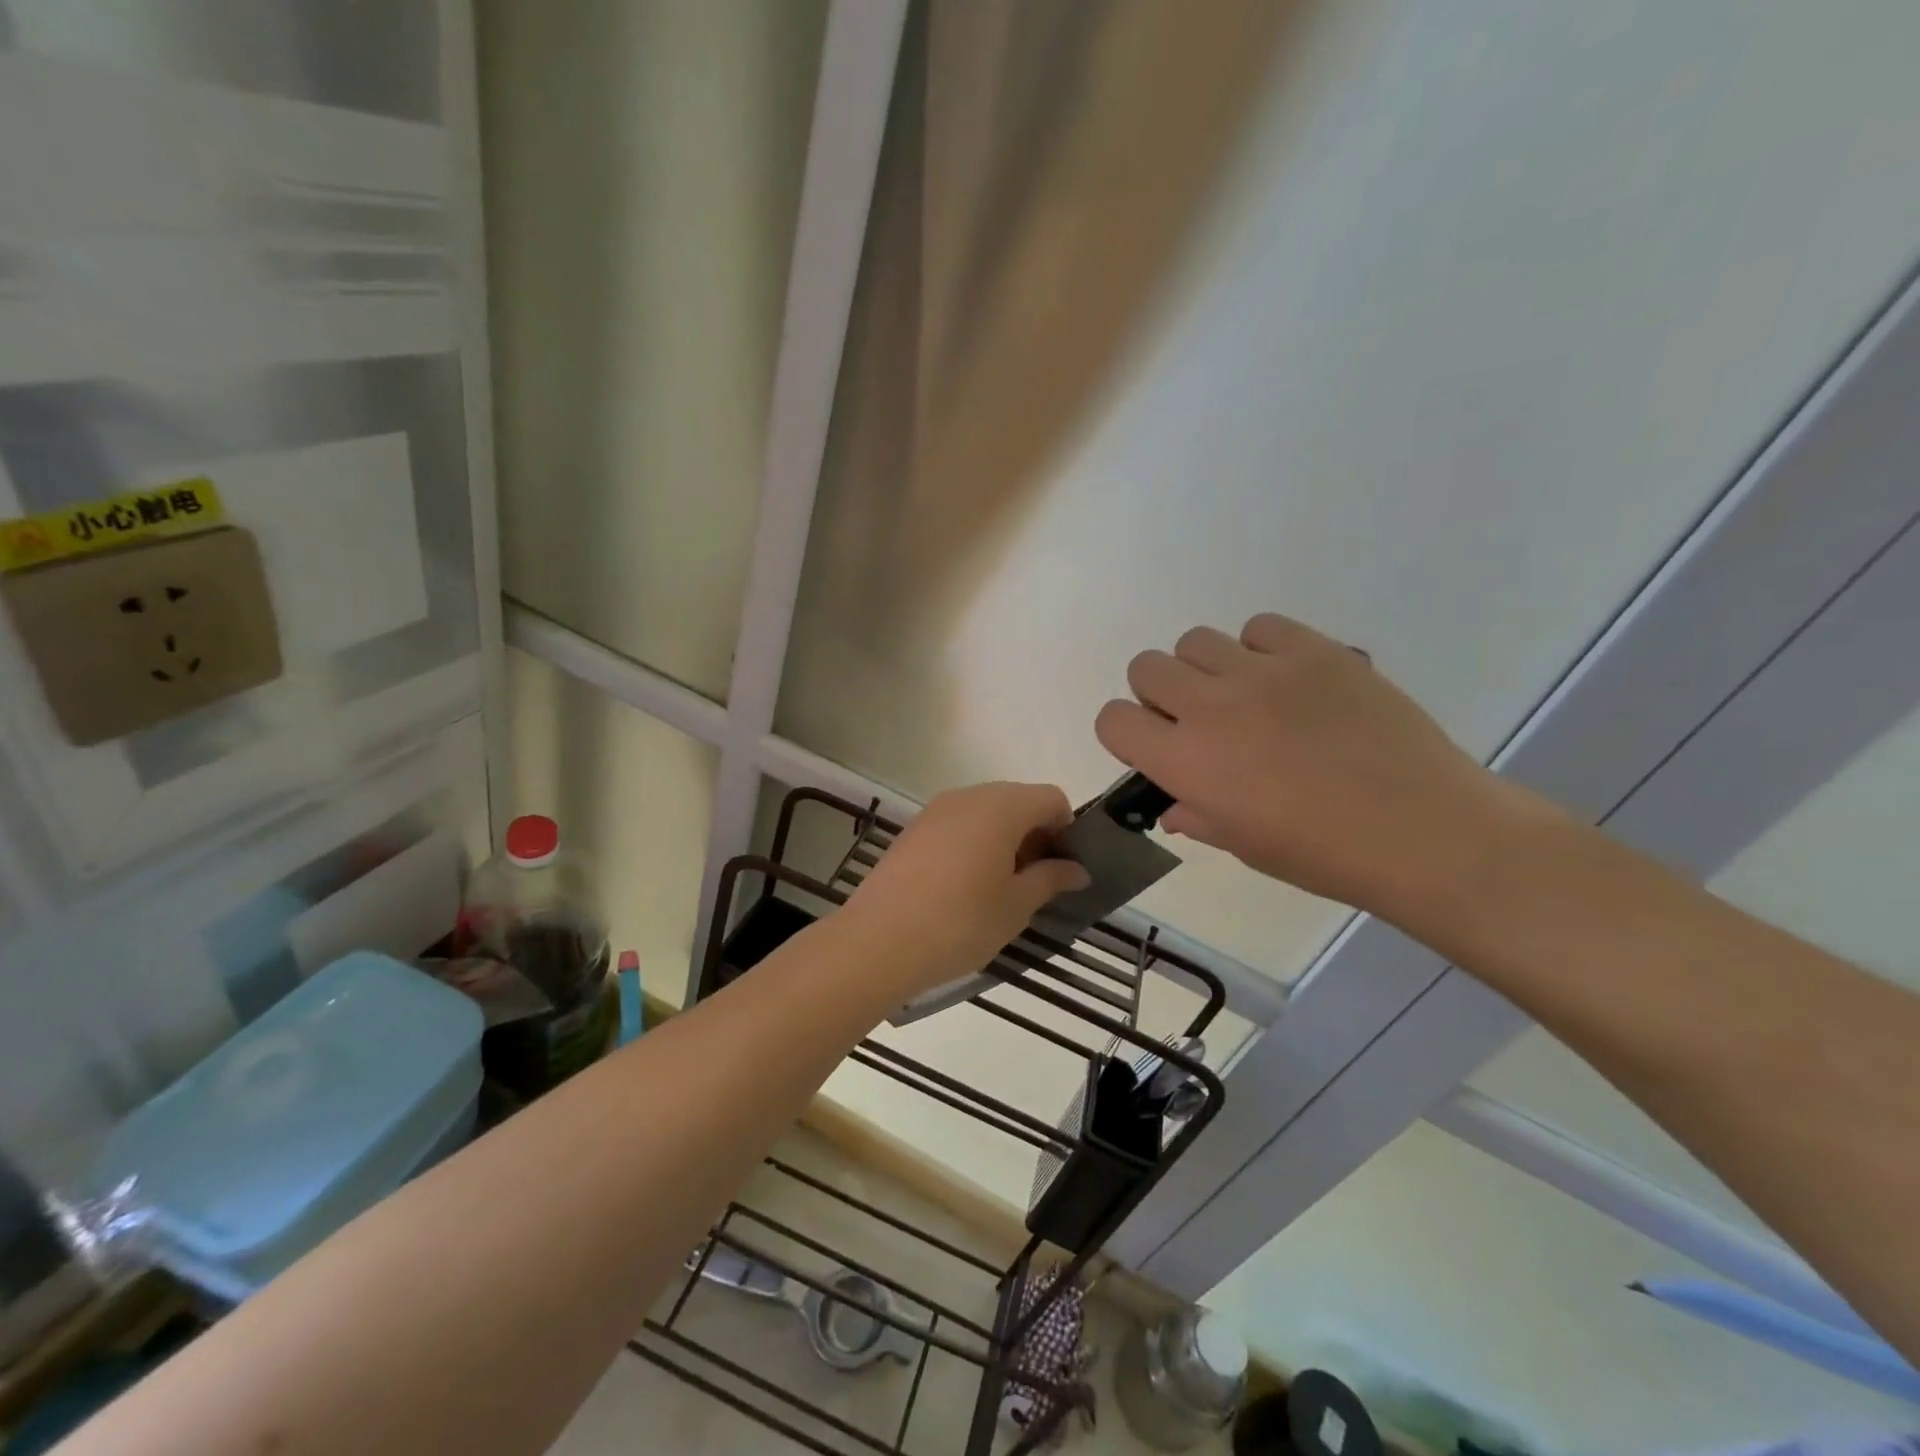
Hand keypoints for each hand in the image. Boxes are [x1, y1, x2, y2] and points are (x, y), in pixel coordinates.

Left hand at [843, 783, 1091, 992]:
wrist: (878, 940)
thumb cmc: (960, 921)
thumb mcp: (1016, 905)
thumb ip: (1051, 879)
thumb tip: (1077, 869)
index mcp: (1002, 806)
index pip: (1051, 798)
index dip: (1066, 829)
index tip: (1062, 868)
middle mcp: (969, 796)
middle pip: (1018, 800)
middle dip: (1035, 834)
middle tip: (1036, 881)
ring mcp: (936, 810)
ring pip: (986, 812)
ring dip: (1004, 839)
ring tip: (1000, 887)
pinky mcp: (914, 829)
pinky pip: (958, 824)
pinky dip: (974, 843)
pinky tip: (965, 886)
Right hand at [1095, 613, 1556, 919]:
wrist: (1423, 831)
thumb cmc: (1322, 854)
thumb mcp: (1242, 846)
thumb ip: (1195, 816)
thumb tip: (1174, 805)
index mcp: (1185, 761)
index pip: (1112, 719)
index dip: (1127, 733)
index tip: (1155, 747)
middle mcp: (1211, 706)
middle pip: (1145, 667)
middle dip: (1160, 695)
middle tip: (1199, 722)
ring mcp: (1264, 672)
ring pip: (1195, 640)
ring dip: (1206, 669)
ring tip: (1246, 697)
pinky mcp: (1314, 650)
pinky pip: (1259, 627)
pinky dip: (1261, 648)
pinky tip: (1287, 681)